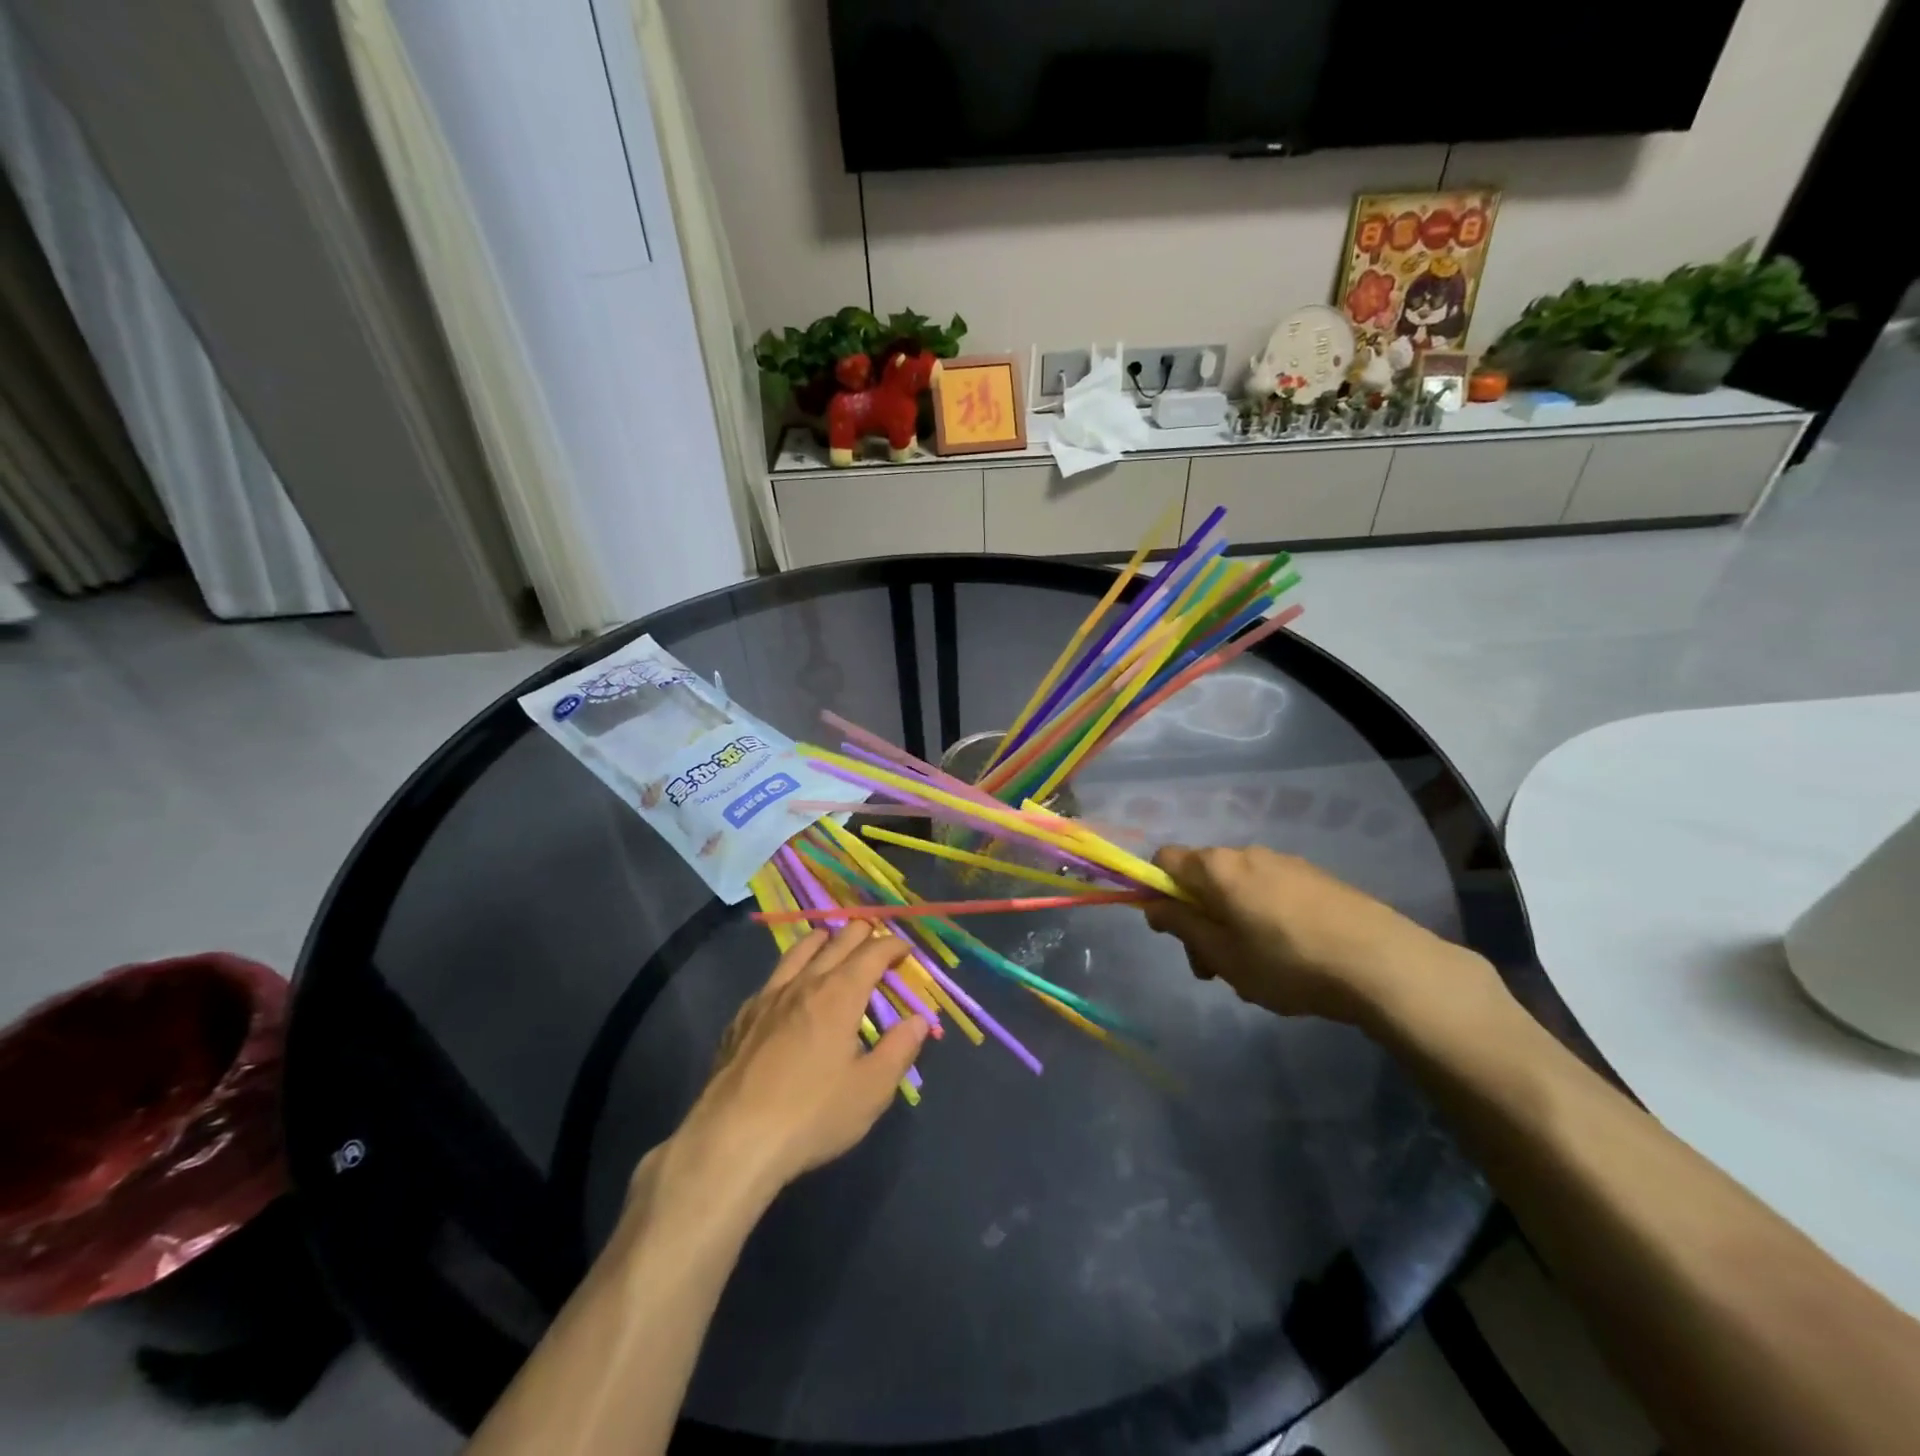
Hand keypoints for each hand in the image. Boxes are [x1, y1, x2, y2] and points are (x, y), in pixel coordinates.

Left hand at [655, 924, 927, 1211]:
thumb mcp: (871, 1090)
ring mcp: (768, 997)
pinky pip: (772, 978)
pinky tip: (788, 985)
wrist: (733, 1140)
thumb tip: (919, 1019)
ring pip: (799, 952)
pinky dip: (791, 969)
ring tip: (830, 938)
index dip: (893, 945)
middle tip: (875, 937)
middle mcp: (805, 983)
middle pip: (836, 942)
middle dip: (861, 933)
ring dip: (822, 940)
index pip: (873, 953)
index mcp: (840, 994)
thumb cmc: (812, 1115)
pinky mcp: (743, 1018)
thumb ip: (899, 1050)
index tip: (906, 949)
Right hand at [1144, 845, 1492, 1028]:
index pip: (1165, 860)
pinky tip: (1292, 955)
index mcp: (1218, 868)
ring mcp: (1286, 862)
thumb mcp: (1223, 955)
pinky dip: (1264, 916)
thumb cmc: (1288, 963)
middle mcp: (1248, 853)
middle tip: (1214, 968)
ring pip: (1239, 887)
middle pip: (1203, 877)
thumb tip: (1153, 904)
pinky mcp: (1317, 878)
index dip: (1156, 891)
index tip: (1172, 931)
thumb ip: (1182, 925)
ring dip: (1231, 921)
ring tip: (1257, 969)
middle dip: (1198, 917)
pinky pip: (1271, 891)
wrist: (1384, 964)